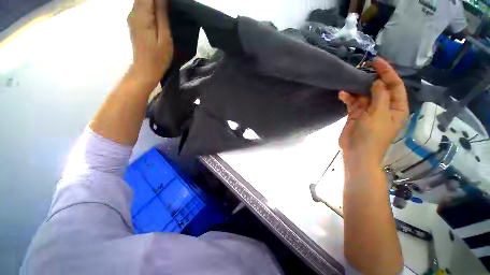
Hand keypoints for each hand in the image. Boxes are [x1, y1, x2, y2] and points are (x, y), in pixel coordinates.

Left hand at [127, 0, 172, 83]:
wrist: (146, 69)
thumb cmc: (158, 56)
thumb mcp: (164, 36)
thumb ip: (162, 14)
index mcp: (142, 15)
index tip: (169, 4)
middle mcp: (133, 12)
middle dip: (158, 1)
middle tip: (169, 7)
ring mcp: (132, 17)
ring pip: (142, 0)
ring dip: (155, 3)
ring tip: (166, 10)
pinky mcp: (134, 22)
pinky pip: (141, 6)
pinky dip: (151, 6)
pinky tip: (160, 12)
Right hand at [339, 58, 408, 168]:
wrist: (357, 152)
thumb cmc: (372, 136)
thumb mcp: (379, 115)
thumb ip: (380, 96)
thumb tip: (378, 81)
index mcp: (396, 107)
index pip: (394, 85)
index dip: (387, 72)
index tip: (376, 62)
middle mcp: (383, 107)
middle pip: (378, 88)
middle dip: (371, 78)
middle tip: (360, 69)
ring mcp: (368, 111)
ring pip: (364, 95)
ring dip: (356, 89)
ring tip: (348, 83)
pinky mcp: (356, 114)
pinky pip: (353, 103)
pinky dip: (348, 98)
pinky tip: (342, 95)